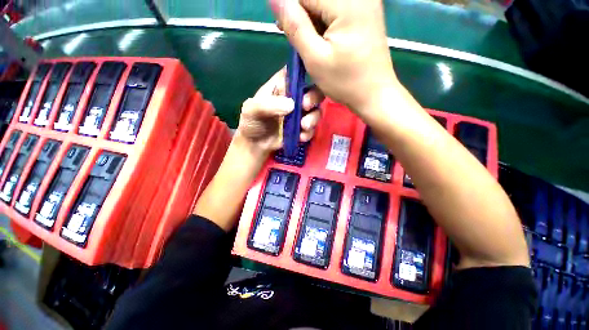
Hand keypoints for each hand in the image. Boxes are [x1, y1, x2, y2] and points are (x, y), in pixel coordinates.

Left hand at [236, 68, 323, 154]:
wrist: (256, 145)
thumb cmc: (252, 123)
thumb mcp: (252, 110)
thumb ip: (268, 105)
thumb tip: (291, 105)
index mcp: (280, 86)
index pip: (295, 72)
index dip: (305, 72)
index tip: (305, 84)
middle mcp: (293, 98)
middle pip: (312, 89)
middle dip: (313, 97)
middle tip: (305, 106)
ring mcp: (299, 114)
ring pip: (315, 109)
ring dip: (313, 117)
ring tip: (304, 126)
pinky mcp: (302, 128)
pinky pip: (312, 127)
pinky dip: (309, 132)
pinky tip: (301, 137)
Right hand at [270, 0, 398, 116]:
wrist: (374, 94)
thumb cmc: (345, 82)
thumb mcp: (315, 58)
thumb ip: (295, 26)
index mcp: (347, 2)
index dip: (290, 10)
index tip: (284, 31)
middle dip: (302, 16)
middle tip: (297, 40)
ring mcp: (365, 2)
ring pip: (325, 4)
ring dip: (312, 21)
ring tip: (310, 44)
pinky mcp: (365, 13)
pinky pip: (336, 10)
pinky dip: (324, 24)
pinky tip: (322, 40)